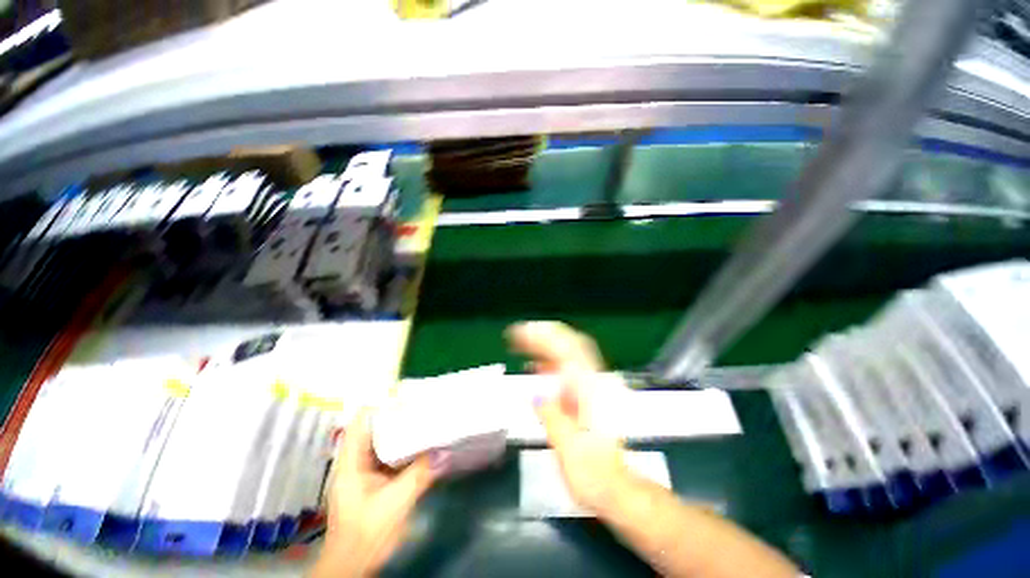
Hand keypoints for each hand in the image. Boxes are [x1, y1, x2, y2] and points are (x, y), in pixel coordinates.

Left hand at [313, 408, 446, 577]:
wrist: (352, 567)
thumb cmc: (366, 534)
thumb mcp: (396, 503)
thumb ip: (419, 475)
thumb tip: (445, 451)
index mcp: (351, 462)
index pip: (361, 421)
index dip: (380, 404)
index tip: (405, 395)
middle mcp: (354, 462)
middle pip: (373, 428)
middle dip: (395, 415)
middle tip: (421, 405)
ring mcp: (362, 472)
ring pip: (381, 442)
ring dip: (400, 432)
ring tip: (423, 419)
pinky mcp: (371, 481)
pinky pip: (387, 456)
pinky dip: (402, 448)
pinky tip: (419, 446)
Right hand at [507, 321, 629, 513]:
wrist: (619, 490)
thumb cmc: (595, 474)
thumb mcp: (569, 448)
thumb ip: (552, 416)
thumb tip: (536, 395)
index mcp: (591, 392)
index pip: (567, 351)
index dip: (542, 337)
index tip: (520, 334)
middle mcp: (595, 383)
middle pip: (571, 345)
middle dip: (544, 335)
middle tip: (518, 334)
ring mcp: (593, 388)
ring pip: (570, 355)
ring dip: (546, 346)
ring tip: (523, 344)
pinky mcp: (588, 397)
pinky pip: (568, 371)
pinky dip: (551, 363)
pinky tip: (538, 367)